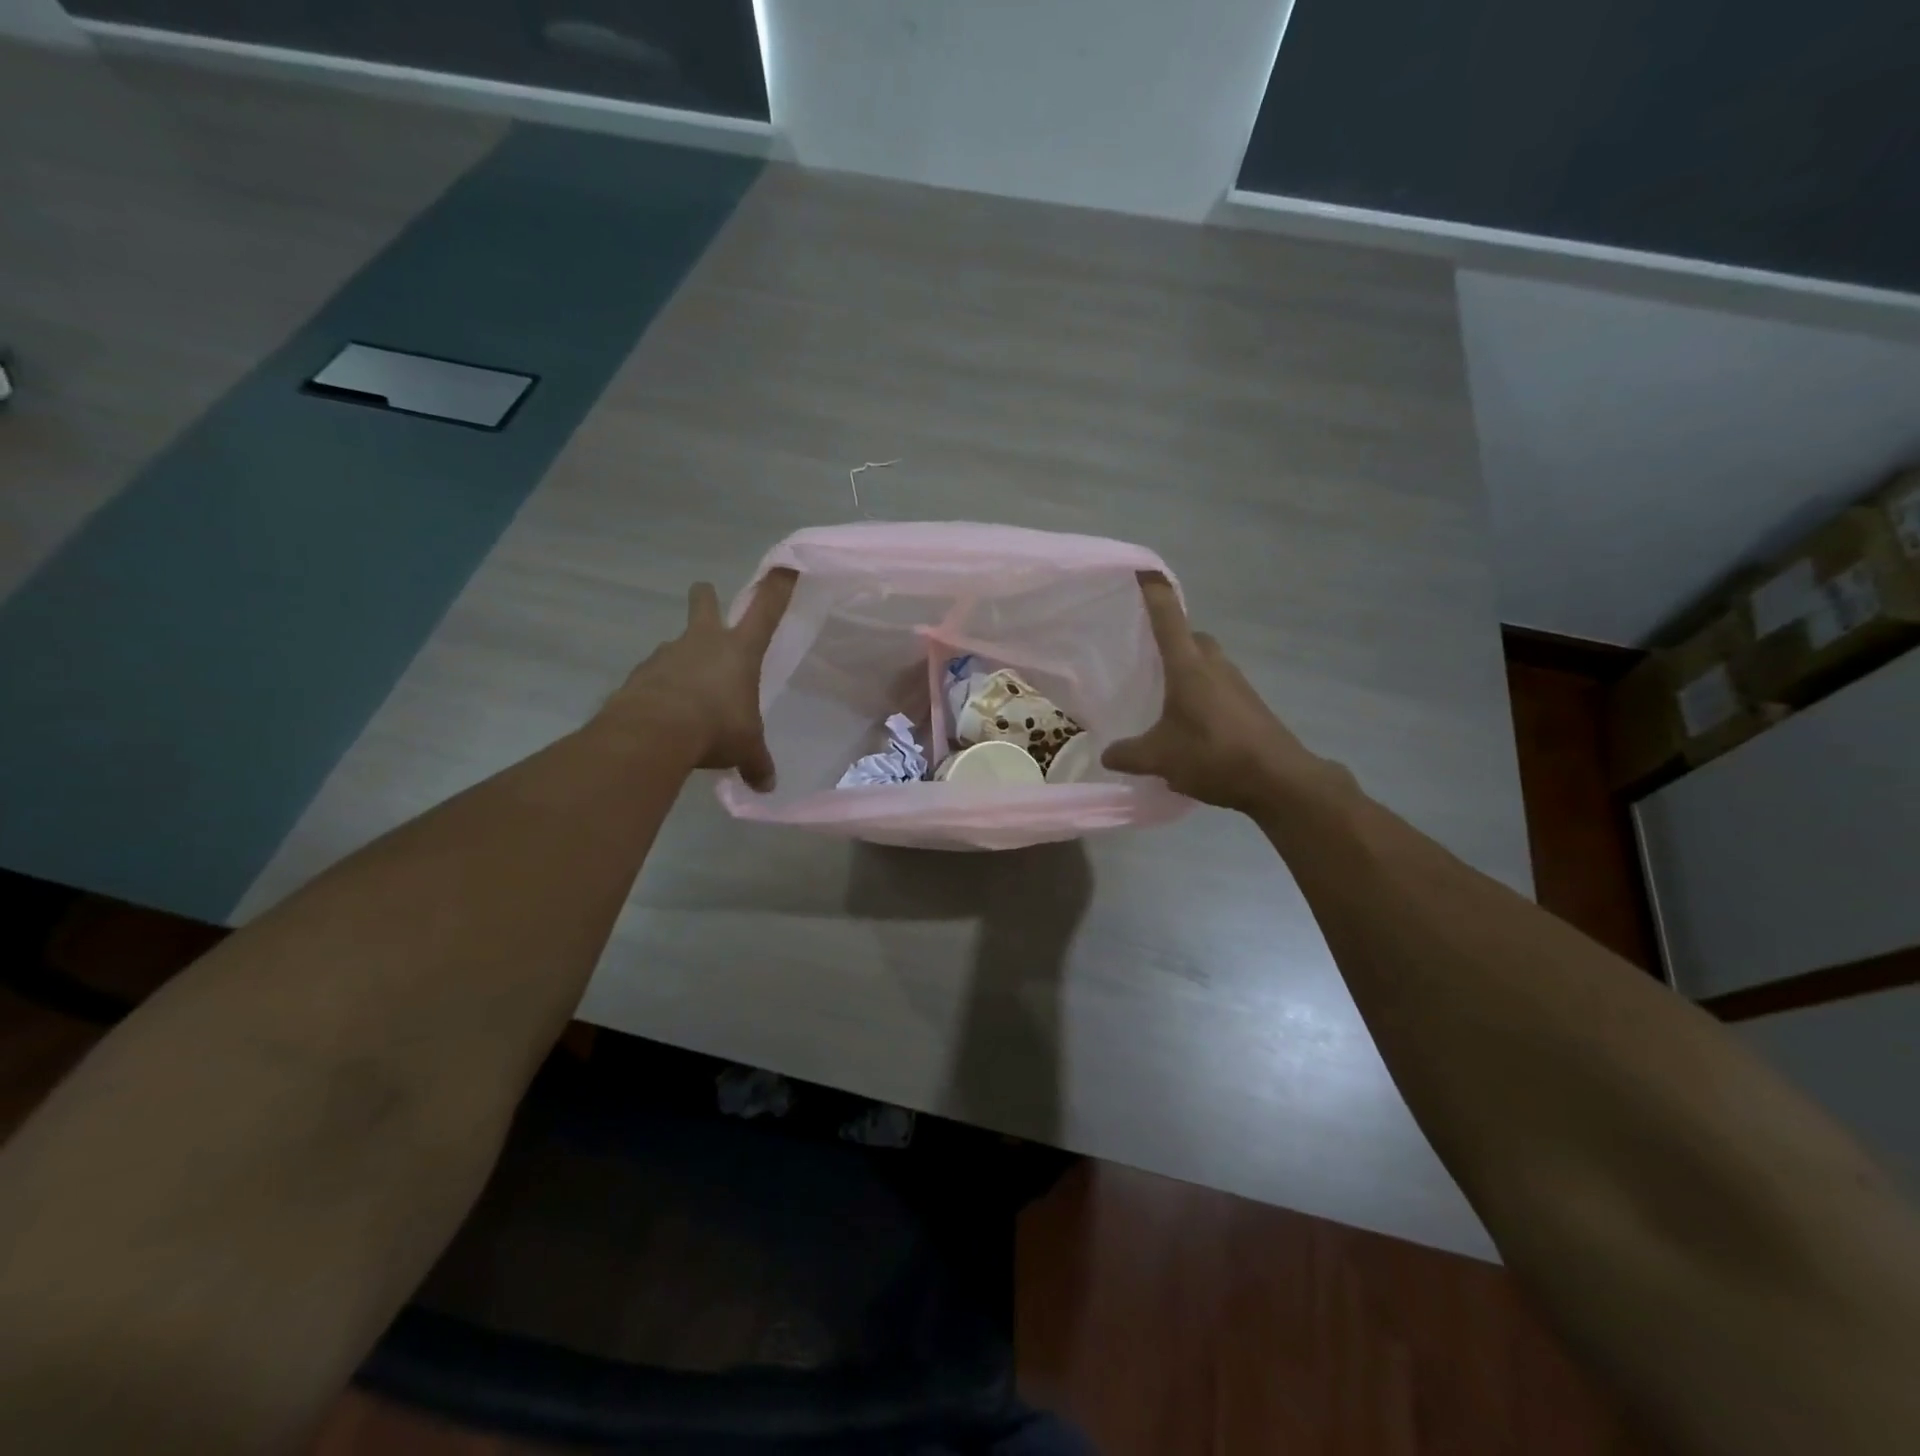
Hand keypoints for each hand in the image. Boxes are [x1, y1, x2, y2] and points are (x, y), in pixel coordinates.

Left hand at [601, 570, 797, 790]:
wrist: (653, 733)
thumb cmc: (715, 727)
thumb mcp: (745, 748)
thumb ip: (757, 763)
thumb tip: (767, 786)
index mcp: (739, 650)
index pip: (765, 610)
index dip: (777, 587)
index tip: (785, 566)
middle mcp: (702, 642)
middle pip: (704, 602)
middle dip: (706, 598)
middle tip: (706, 600)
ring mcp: (667, 654)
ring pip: (676, 643)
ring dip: (682, 657)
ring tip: (688, 692)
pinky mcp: (640, 674)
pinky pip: (654, 674)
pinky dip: (660, 688)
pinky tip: (664, 712)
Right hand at [1102, 573, 1329, 813]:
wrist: (1280, 779)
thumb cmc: (1214, 755)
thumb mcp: (1160, 758)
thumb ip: (1128, 754)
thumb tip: (1107, 755)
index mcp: (1188, 665)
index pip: (1168, 616)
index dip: (1153, 591)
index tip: (1141, 570)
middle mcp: (1214, 664)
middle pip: (1191, 636)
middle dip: (1171, 636)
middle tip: (1145, 653)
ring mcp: (1237, 682)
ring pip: (1207, 660)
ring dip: (1187, 667)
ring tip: (1163, 691)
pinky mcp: (1250, 703)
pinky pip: (1218, 683)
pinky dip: (1201, 690)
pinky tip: (1189, 720)